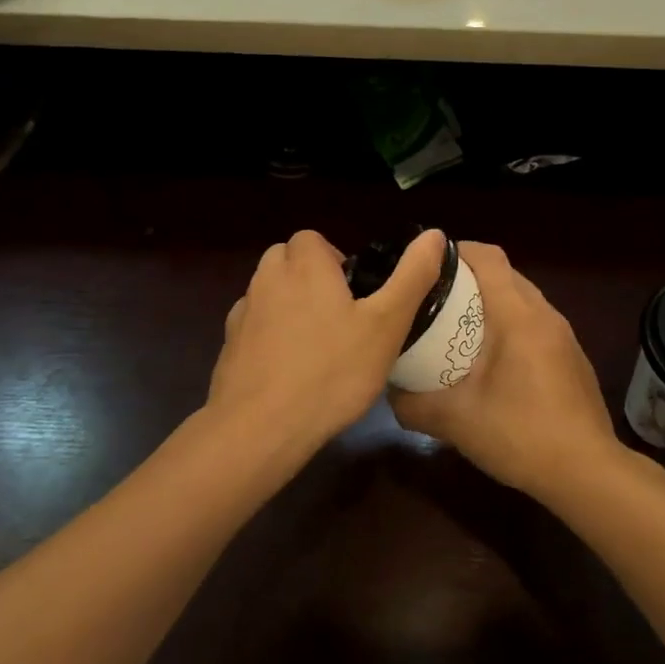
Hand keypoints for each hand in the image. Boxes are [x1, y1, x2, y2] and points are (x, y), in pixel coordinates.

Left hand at [207, 227, 447, 456]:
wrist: (260, 428)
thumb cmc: (332, 371)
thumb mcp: (386, 325)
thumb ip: (412, 277)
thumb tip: (435, 235)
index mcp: (305, 266)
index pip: (312, 239)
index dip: (335, 260)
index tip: (356, 295)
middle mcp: (267, 279)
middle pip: (287, 260)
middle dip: (311, 277)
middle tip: (341, 317)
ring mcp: (243, 313)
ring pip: (268, 292)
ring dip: (289, 305)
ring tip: (318, 346)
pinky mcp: (228, 346)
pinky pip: (253, 327)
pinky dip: (269, 336)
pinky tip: (289, 369)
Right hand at [390, 242, 625, 500]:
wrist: (587, 472)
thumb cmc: (520, 434)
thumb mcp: (455, 421)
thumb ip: (413, 404)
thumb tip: (389, 392)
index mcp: (517, 315)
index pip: (488, 257)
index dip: (456, 251)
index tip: (426, 265)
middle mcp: (545, 315)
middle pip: (505, 275)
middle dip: (468, 278)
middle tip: (433, 299)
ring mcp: (564, 336)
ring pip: (522, 300)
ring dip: (491, 304)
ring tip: (457, 328)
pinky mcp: (572, 358)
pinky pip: (535, 324)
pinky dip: (510, 326)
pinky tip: (492, 363)